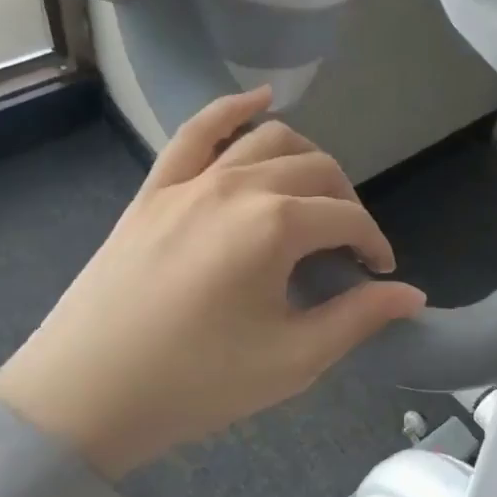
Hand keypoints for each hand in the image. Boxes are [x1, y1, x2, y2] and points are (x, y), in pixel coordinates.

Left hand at [0, 87, 424, 477]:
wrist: (84, 396)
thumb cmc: (196, 383)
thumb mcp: (292, 360)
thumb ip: (359, 318)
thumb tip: (412, 294)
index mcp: (274, 225)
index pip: (347, 217)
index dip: (374, 243)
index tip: (381, 274)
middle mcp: (237, 186)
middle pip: (317, 171)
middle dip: (347, 204)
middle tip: (349, 249)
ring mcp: (189, 182)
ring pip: (268, 141)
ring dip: (308, 159)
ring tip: (318, 194)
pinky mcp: (155, 191)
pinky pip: (197, 132)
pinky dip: (233, 109)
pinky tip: (261, 100)